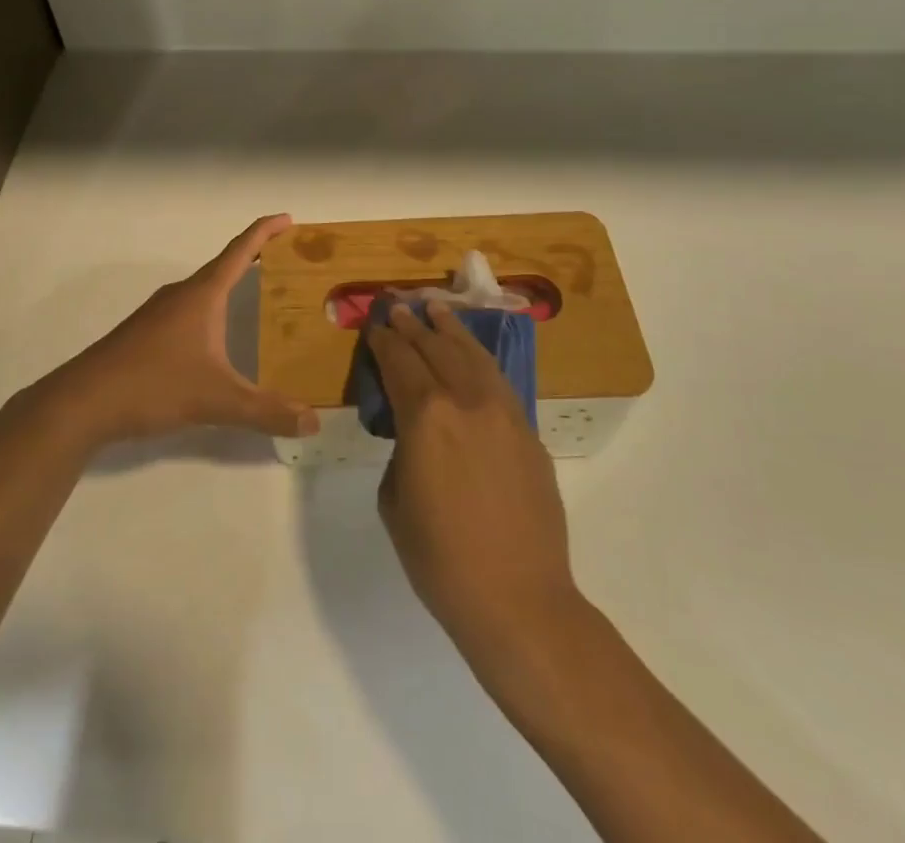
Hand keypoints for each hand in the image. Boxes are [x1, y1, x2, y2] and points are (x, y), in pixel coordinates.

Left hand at [45, 215, 318, 448]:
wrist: (83, 401)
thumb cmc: (153, 384)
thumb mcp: (216, 400)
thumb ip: (266, 411)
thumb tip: (314, 421)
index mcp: (202, 295)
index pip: (240, 250)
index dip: (266, 231)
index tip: (289, 218)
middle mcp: (181, 294)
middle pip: (224, 265)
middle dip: (256, 258)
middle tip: (288, 264)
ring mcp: (159, 312)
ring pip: (205, 289)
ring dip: (232, 285)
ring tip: (261, 297)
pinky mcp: (145, 332)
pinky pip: (190, 309)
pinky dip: (213, 308)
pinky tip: (217, 337)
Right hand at [367, 303, 580, 666]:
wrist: (518, 599)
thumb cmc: (440, 558)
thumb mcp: (394, 500)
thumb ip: (401, 450)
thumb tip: (415, 434)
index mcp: (426, 416)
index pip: (400, 362)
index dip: (385, 340)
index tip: (376, 323)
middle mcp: (466, 400)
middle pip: (436, 349)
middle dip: (414, 325)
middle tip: (399, 305)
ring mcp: (504, 412)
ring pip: (472, 355)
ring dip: (450, 330)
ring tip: (436, 309)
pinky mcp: (528, 431)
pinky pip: (497, 380)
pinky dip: (478, 358)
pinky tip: (470, 354)